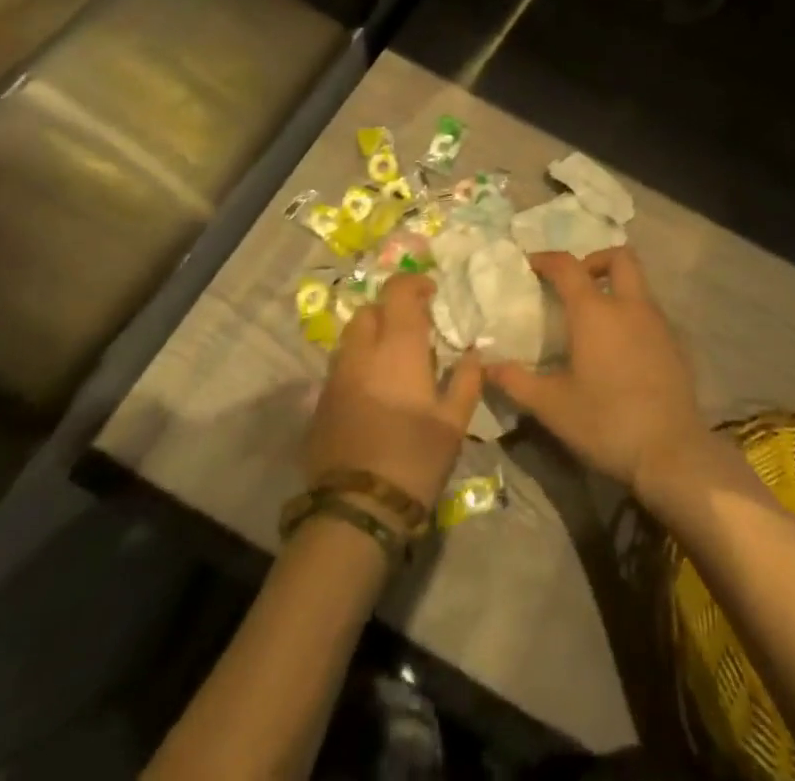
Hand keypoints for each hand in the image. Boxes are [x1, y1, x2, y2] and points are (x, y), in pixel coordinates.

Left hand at [304, 274, 481, 509]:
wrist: (355, 510)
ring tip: (394, 362)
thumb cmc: (414, 458)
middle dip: (391, 311)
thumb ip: (467, 380)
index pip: (397, 291)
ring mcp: (336, 377)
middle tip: (414, 331)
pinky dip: (358, 365)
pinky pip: (341, 367)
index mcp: (397, 348)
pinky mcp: (320, 403)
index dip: (414, 283)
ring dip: (372, 338)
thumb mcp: (454, 422)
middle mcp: (361, 352)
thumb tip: (474, 353)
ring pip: (351, 338)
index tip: (431, 294)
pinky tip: (375, 392)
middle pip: (369, 310)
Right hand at [487, 247, 706, 498]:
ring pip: (638, 284)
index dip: (547, 259)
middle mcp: (629, 306)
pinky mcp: (675, 343)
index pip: (568, 266)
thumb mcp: (552, 406)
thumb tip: (486, 366)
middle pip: (620, 257)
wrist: (671, 451)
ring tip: (594, 319)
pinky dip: (632, 314)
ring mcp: (658, 322)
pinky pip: (650, 312)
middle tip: (575, 284)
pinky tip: (620, 348)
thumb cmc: (605, 422)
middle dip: (595, 260)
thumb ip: (516, 381)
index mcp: (595, 312)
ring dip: (615, 287)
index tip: (531, 265)